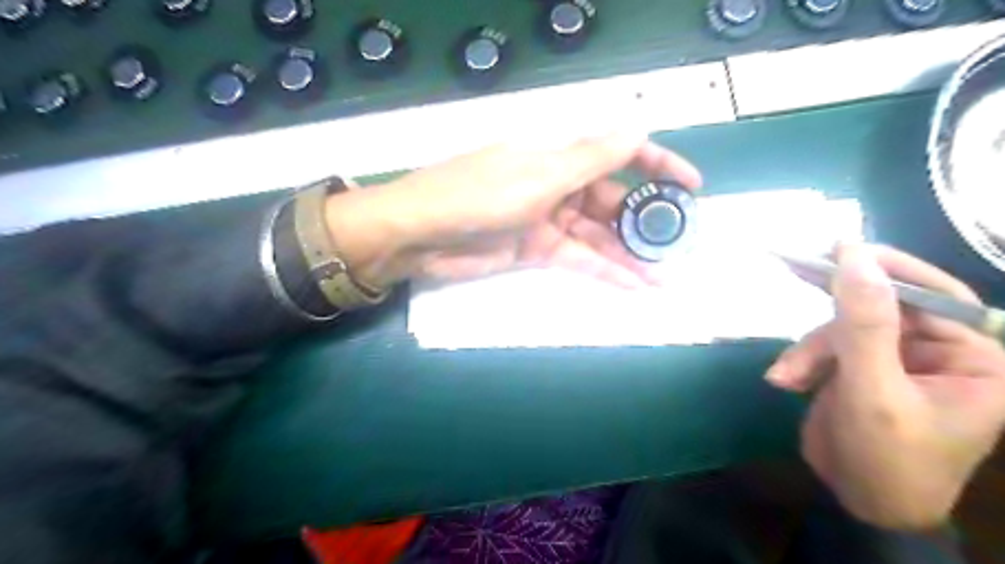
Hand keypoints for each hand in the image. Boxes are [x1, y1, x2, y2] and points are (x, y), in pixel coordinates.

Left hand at [322, 132, 701, 287]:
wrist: (420, 235)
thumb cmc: (478, 195)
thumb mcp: (539, 175)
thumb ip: (590, 159)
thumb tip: (638, 129)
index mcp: (559, 156)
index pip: (618, 154)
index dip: (657, 167)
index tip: (691, 187)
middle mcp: (558, 185)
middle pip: (611, 202)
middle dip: (644, 223)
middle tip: (678, 245)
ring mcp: (548, 220)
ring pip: (598, 236)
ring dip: (628, 255)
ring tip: (664, 275)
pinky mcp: (536, 251)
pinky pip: (578, 259)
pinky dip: (604, 271)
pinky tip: (634, 285)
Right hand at [766, 244, 1004, 531]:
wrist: (858, 503)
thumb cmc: (887, 458)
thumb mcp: (872, 390)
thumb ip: (864, 324)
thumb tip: (853, 256)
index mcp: (972, 358)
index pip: (935, 296)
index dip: (888, 269)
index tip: (838, 248)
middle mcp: (936, 352)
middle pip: (879, 308)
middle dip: (832, 318)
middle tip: (794, 269)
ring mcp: (892, 359)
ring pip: (841, 329)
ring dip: (808, 351)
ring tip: (787, 378)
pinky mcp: (858, 367)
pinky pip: (824, 347)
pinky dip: (802, 361)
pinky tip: (786, 381)